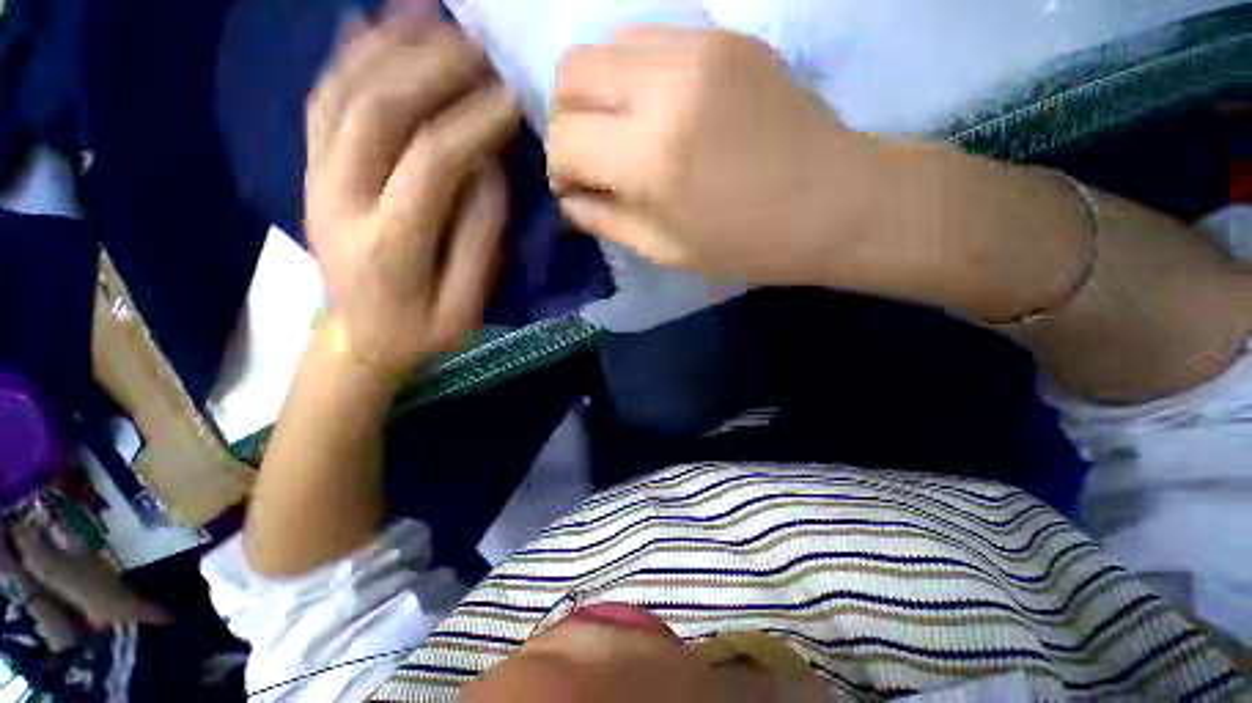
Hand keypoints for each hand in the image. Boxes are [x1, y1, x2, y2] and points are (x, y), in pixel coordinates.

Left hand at [306, 19, 518, 378]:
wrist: (359, 337)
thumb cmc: (422, 328)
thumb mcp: (467, 304)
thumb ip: (482, 238)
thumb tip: (492, 168)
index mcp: (390, 244)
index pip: (432, 162)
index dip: (474, 123)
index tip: (511, 99)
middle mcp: (340, 199)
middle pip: (379, 110)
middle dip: (432, 67)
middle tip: (480, 47)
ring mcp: (316, 177)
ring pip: (343, 90)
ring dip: (391, 46)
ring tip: (437, 18)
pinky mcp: (310, 167)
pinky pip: (322, 96)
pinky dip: (351, 54)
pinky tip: (379, 25)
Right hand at [548, 27, 869, 286]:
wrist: (832, 203)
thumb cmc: (745, 243)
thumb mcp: (665, 249)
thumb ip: (606, 220)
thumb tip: (569, 199)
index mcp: (650, 158)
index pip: (565, 140)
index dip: (561, 168)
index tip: (577, 186)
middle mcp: (664, 88)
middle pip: (571, 74)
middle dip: (568, 120)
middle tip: (592, 155)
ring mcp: (698, 49)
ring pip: (605, 46)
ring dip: (599, 93)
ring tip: (623, 132)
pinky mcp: (724, 36)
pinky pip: (649, 39)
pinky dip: (634, 74)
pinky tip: (657, 109)